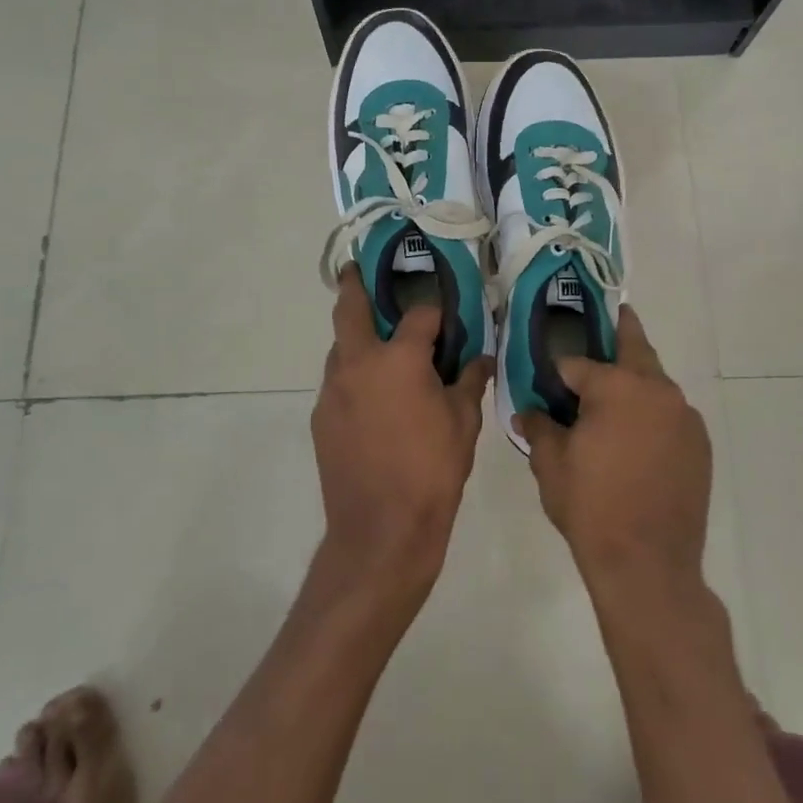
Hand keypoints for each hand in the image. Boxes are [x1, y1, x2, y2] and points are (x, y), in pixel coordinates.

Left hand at [313, 269, 492, 596]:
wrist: (380, 532)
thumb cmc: (431, 472)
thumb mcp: (463, 424)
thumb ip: (470, 382)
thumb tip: (481, 359)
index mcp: (398, 358)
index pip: (420, 315)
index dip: (436, 312)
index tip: (445, 316)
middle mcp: (358, 363)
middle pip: (350, 309)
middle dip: (354, 285)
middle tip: (359, 270)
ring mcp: (333, 391)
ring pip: (340, 347)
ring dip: (355, 336)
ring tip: (377, 342)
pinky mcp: (321, 418)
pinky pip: (338, 382)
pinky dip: (353, 375)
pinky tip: (372, 397)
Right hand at [518, 308, 711, 594]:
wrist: (649, 566)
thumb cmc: (591, 508)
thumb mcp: (550, 465)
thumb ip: (538, 427)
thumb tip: (526, 411)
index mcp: (616, 386)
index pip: (578, 362)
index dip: (559, 370)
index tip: (548, 374)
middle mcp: (656, 389)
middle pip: (634, 348)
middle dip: (620, 331)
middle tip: (609, 318)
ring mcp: (684, 416)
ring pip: (655, 382)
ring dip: (636, 380)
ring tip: (616, 396)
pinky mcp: (700, 443)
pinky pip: (671, 414)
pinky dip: (653, 413)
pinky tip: (638, 437)